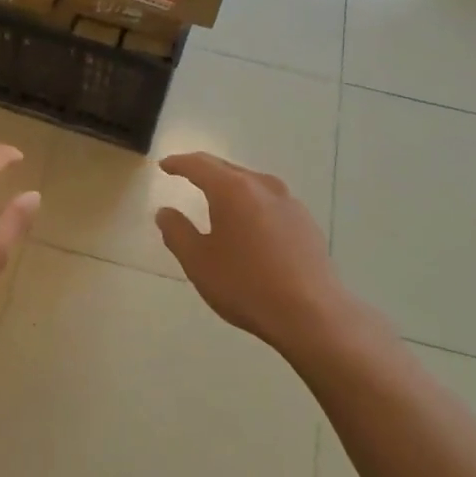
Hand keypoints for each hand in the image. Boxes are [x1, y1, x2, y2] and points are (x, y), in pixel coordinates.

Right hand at [154, 152, 354, 354]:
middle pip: (228, 169)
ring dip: (231, 186)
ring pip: (252, 184)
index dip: (179, 163)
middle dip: (205, 170)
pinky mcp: (306, 223)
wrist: (311, 313)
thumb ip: (177, 232)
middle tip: (186, 174)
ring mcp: (290, 203)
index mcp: (233, 190)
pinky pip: (270, 202)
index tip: (164, 165)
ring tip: (216, 198)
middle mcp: (263, 186)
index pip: (199, 165)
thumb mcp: (198, 262)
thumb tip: (165, 212)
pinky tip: (250, 224)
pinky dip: (252, 204)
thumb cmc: (245, 285)